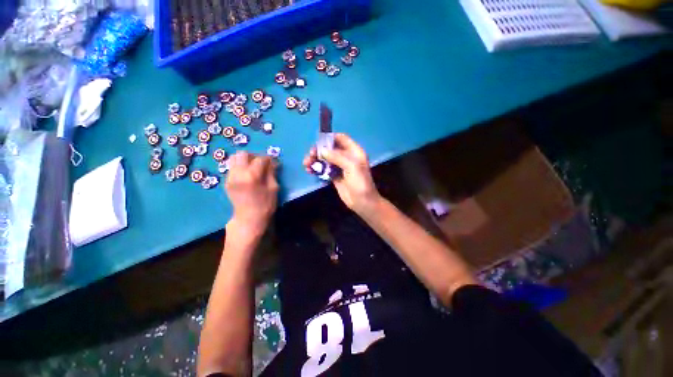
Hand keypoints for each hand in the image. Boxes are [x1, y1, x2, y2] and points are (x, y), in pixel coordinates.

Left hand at [225, 152, 278, 236]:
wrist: (249, 218)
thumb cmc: (265, 205)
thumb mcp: (273, 188)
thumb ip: (271, 173)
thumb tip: (272, 162)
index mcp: (252, 176)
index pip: (260, 159)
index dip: (268, 158)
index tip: (273, 162)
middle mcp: (238, 174)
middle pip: (243, 154)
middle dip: (254, 156)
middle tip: (261, 162)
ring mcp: (230, 177)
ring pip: (234, 159)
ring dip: (245, 160)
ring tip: (253, 167)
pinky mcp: (227, 181)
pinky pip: (232, 167)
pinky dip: (240, 166)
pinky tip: (247, 174)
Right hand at [303, 133, 380, 214]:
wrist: (363, 202)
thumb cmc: (360, 183)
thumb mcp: (352, 167)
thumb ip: (337, 157)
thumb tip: (322, 151)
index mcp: (354, 151)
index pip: (341, 138)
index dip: (330, 138)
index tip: (318, 142)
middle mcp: (346, 157)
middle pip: (330, 148)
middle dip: (319, 150)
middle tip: (310, 156)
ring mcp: (340, 167)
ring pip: (325, 159)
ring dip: (315, 160)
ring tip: (306, 164)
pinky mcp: (334, 176)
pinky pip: (324, 169)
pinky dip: (316, 168)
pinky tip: (309, 171)